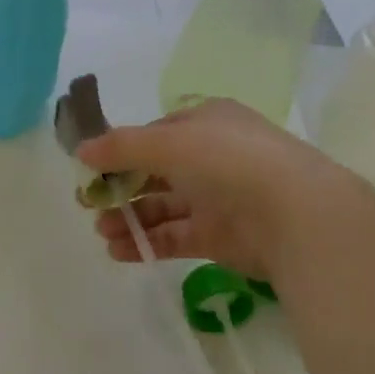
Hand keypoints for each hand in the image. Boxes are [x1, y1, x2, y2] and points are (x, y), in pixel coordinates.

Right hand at [80, 99, 358, 281]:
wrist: (293, 214)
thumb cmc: (227, 160)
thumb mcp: (168, 142)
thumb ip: (121, 146)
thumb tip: (81, 149)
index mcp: (205, 122)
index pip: (155, 133)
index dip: (122, 149)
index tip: (91, 168)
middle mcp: (211, 157)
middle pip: (156, 171)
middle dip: (121, 187)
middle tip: (87, 204)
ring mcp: (217, 198)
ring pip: (163, 206)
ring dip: (130, 218)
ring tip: (101, 232)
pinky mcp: (221, 237)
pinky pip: (175, 237)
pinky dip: (147, 242)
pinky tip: (119, 251)